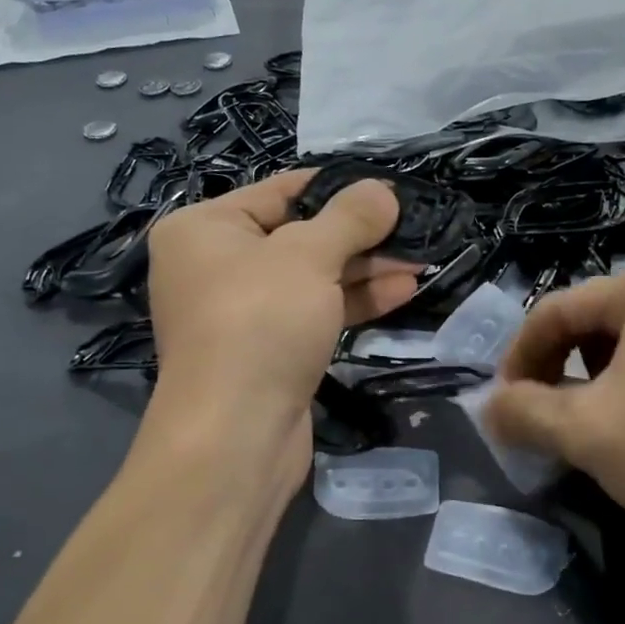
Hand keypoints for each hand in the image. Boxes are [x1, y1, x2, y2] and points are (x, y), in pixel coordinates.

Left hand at [146, 170, 419, 469]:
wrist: (236, 435)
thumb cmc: (259, 323)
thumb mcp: (308, 256)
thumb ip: (350, 218)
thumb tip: (383, 190)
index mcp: (204, 229)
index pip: (280, 191)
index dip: (337, 188)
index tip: (389, 188)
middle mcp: (216, 266)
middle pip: (299, 236)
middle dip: (360, 235)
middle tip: (414, 226)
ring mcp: (243, 313)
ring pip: (312, 278)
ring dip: (366, 269)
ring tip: (421, 257)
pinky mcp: (269, 350)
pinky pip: (315, 312)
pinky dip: (354, 301)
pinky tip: (403, 289)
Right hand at [484, 262, 624, 567]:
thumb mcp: (584, 431)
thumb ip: (522, 411)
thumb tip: (488, 407)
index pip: (556, 310)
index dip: (519, 357)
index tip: (504, 404)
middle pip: (595, 323)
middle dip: (557, 369)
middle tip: (542, 417)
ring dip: (595, 381)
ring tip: (588, 426)